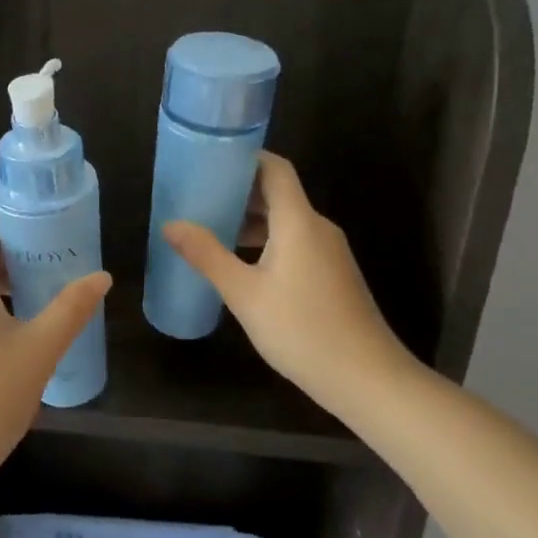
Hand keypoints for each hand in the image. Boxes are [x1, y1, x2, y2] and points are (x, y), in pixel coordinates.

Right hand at [164, 152, 416, 415]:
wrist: (367, 379)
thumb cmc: (302, 330)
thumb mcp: (244, 294)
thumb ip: (207, 255)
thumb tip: (170, 224)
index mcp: (299, 221)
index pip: (275, 169)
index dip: (245, 158)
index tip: (210, 160)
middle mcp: (318, 227)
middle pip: (278, 192)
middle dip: (239, 191)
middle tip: (198, 196)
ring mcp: (329, 252)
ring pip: (286, 220)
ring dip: (251, 219)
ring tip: (211, 229)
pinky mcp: (332, 274)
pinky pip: (296, 241)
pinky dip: (267, 241)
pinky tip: (241, 263)